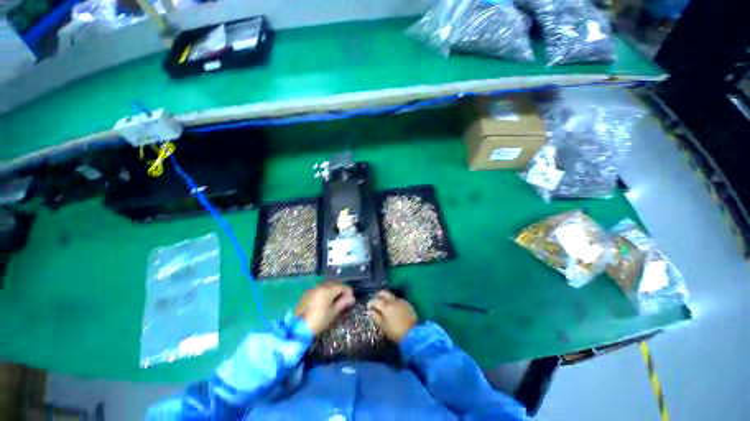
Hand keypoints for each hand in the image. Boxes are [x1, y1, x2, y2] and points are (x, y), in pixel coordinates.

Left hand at [295, 281, 354, 335]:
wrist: (297, 328)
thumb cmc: (319, 320)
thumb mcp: (333, 313)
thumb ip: (343, 303)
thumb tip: (351, 298)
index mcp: (328, 290)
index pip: (342, 286)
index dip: (349, 292)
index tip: (352, 299)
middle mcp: (320, 286)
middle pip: (334, 284)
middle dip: (341, 290)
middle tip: (345, 299)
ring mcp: (313, 289)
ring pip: (326, 286)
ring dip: (333, 290)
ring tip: (336, 300)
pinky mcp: (307, 294)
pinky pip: (319, 289)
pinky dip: (325, 292)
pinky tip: (325, 301)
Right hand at [367, 290, 416, 342]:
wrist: (414, 334)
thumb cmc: (396, 332)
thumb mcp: (384, 327)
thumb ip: (376, 317)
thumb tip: (370, 311)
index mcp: (386, 306)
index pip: (375, 300)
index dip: (370, 303)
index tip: (368, 307)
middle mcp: (393, 301)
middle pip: (384, 292)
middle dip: (378, 295)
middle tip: (376, 302)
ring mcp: (401, 301)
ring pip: (391, 296)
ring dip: (386, 299)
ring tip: (385, 306)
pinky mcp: (407, 303)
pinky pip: (398, 300)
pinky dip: (394, 302)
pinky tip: (394, 309)